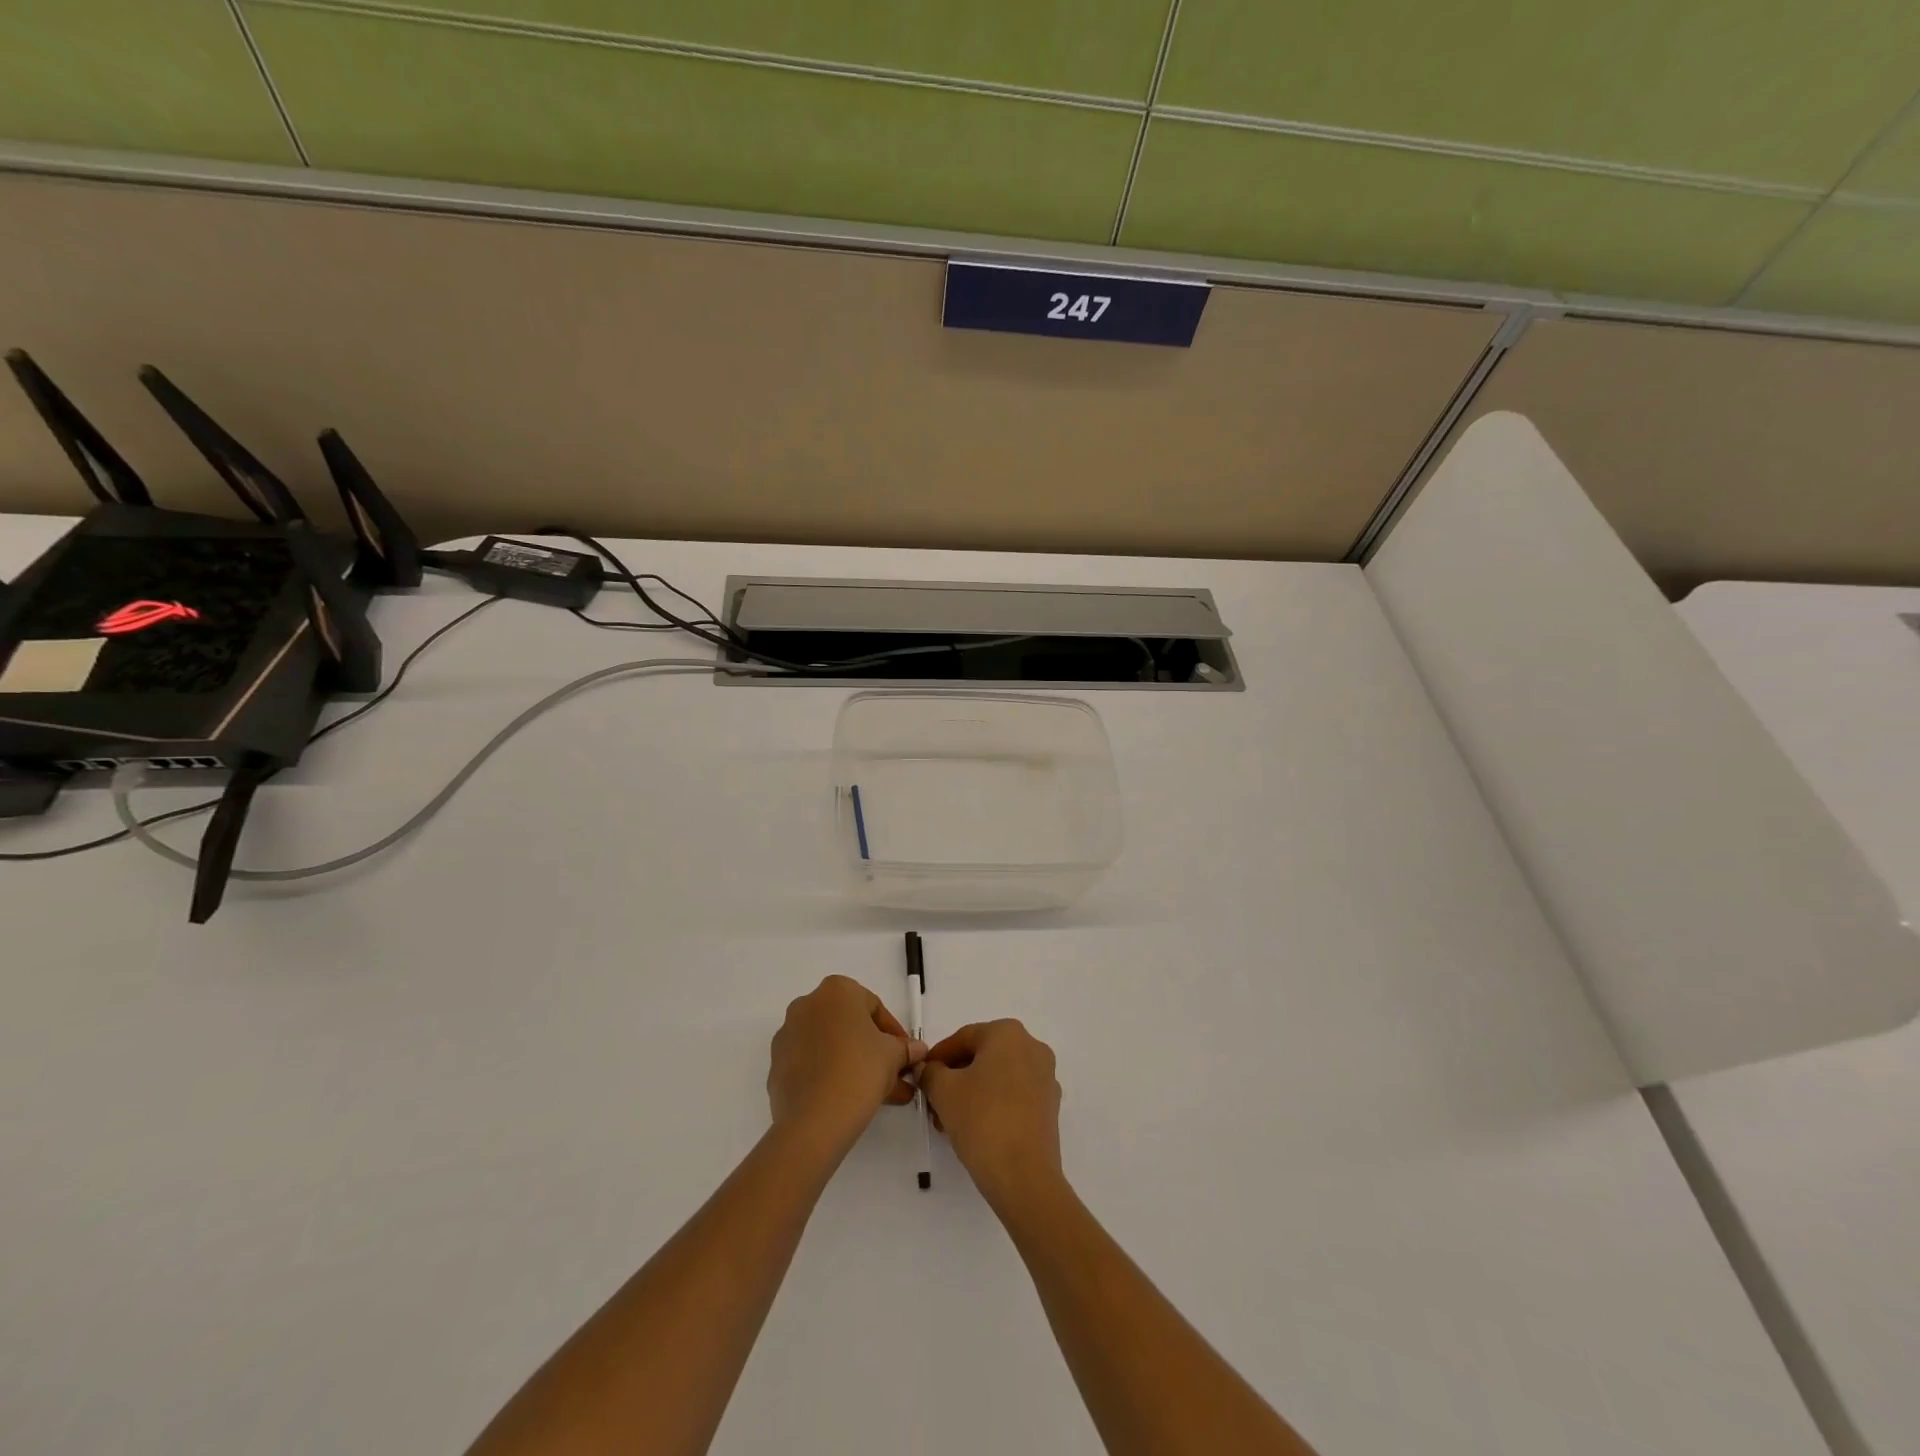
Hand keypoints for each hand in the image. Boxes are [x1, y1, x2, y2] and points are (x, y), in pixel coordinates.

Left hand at [768, 976, 923, 1154]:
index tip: (905, 1056)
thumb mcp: (893, 1056)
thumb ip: (905, 1048)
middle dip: (873, 1050)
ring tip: (877, 1094)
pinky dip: (829, 1074)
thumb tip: (917, 1050)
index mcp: (837, 990)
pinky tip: (848, 1098)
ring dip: (853, 1062)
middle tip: (893, 1075)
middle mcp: (807, 1004)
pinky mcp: (777, 1064)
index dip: (894, 1033)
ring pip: (830, 1045)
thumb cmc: (860, 1071)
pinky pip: (811, 1064)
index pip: (874, 1007)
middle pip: (849, 1025)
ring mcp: (788, 1034)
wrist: (814, 1120)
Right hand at [919, 1020, 1062, 1208]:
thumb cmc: (981, 1119)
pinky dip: (993, 1104)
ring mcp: (1045, 1077)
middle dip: (955, 1077)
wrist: (1024, 1175)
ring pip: (998, 1077)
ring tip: (949, 1120)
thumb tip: (927, 1069)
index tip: (922, 1076)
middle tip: (933, 1100)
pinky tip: (974, 1128)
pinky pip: (1014, 1095)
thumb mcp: (943, 1091)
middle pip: (983, 1056)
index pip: (964, 1038)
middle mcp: (1032, 1047)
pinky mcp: (1050, 1107)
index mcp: (1008, 1033)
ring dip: (971, 1092)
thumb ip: (930, 1073)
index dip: (938, 1057)